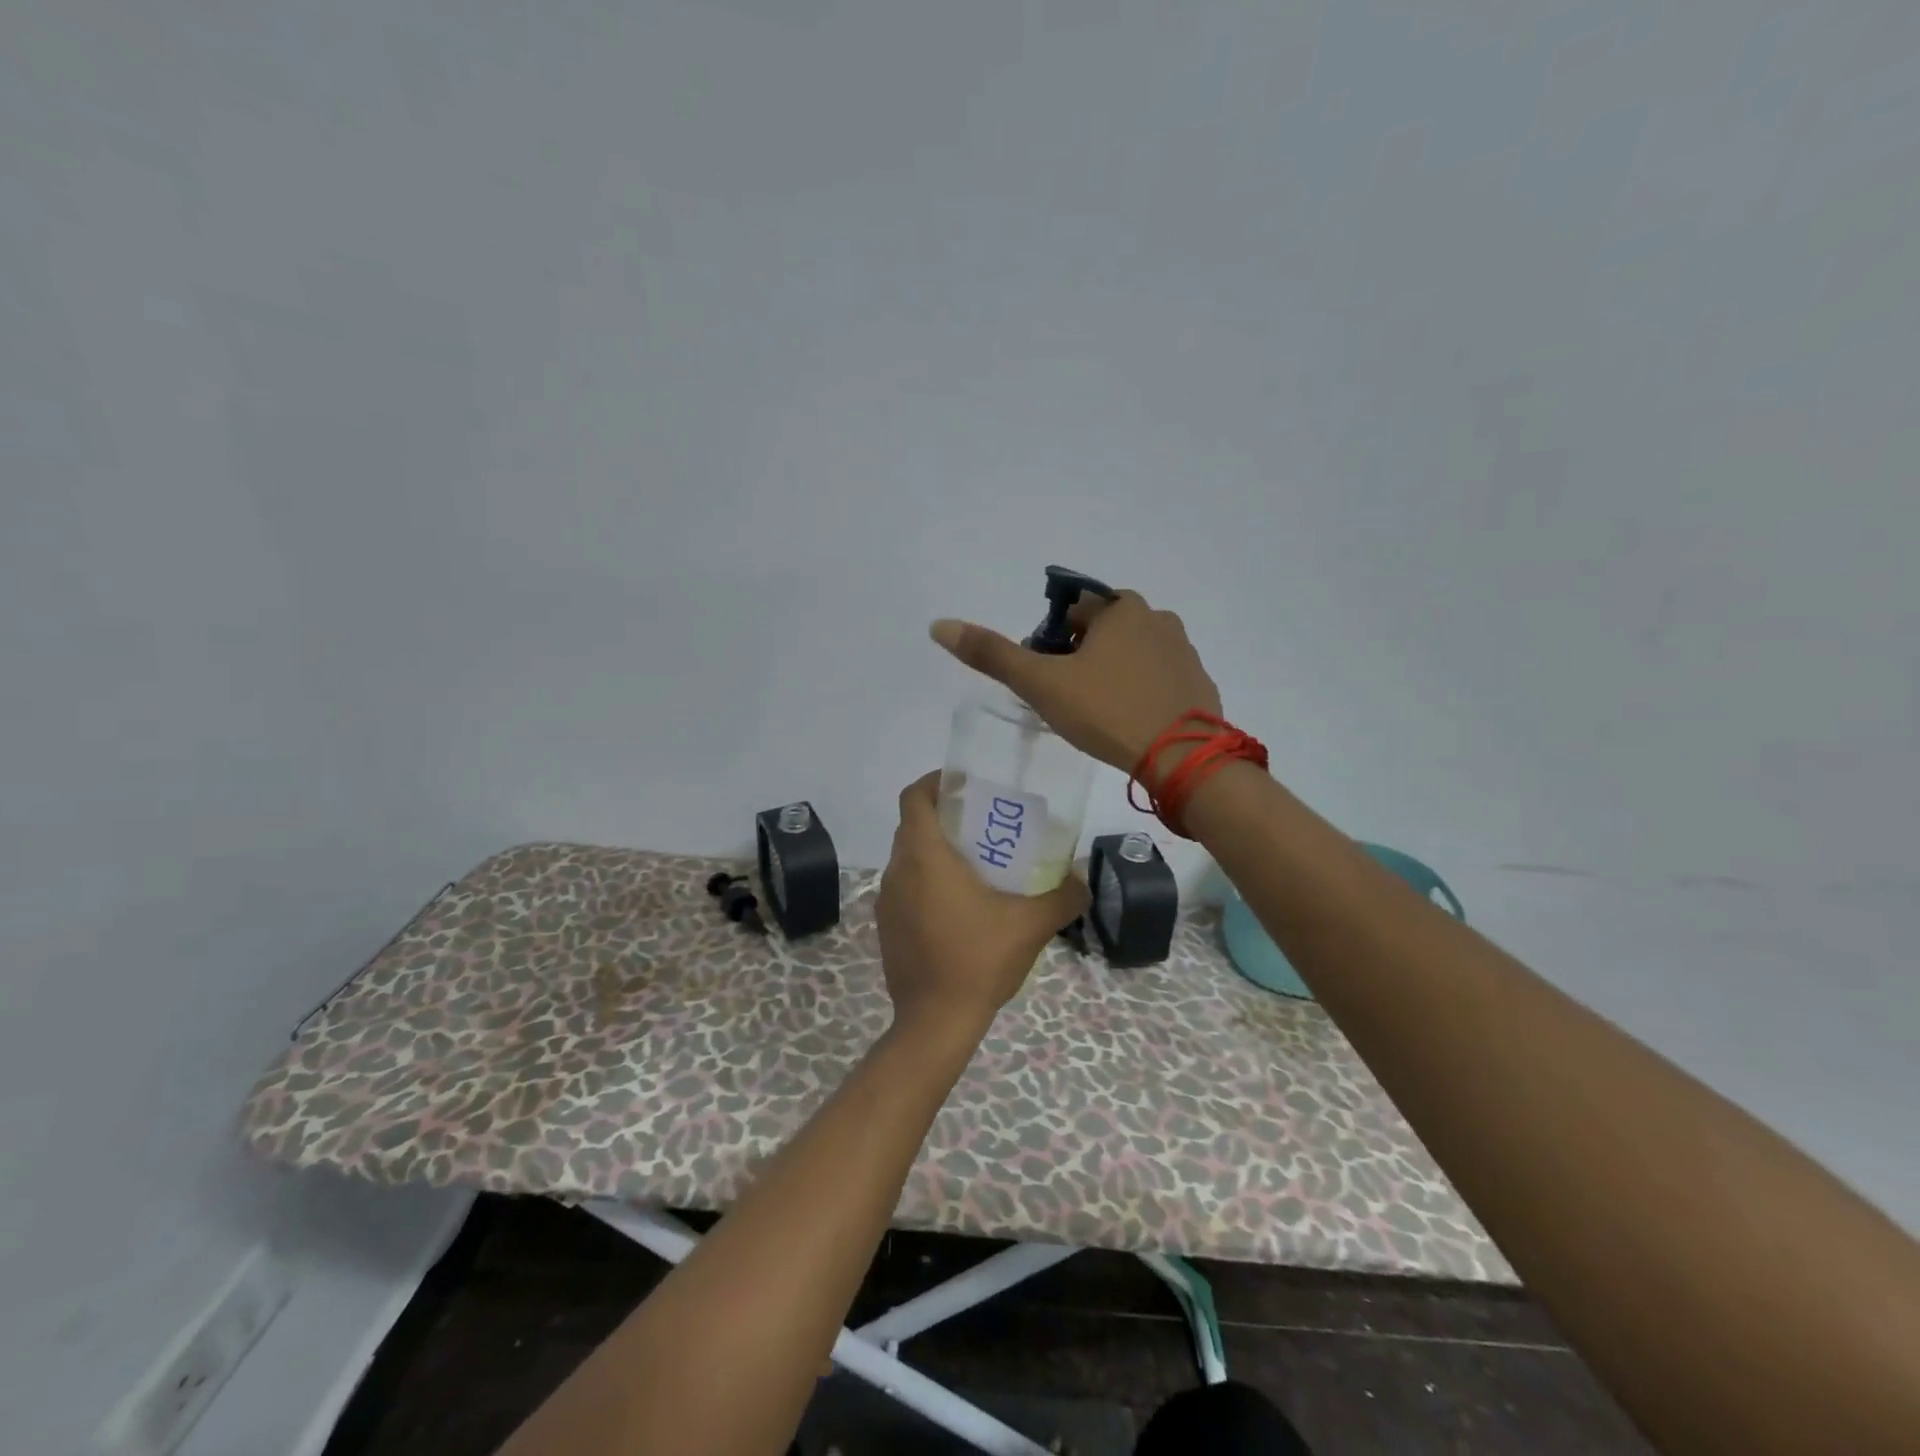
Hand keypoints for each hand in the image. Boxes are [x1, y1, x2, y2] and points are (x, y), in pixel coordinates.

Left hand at [875, 773, 1088, 1035]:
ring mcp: (887, 900)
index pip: (914, 797)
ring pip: (907, 857)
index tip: (963, 784)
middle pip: (912, 824)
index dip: (934, 781)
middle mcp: (898, 871)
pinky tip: (958, 905)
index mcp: (924, 857)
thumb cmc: (978, 961)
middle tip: (981, 823)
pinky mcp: (886, 925)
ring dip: (934, 850)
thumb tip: (1082, 880)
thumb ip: (1062, 896)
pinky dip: (925, 880)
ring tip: (974, 863)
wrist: (935, 1022)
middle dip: (943, 816)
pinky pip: (904, 886)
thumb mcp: (1031, 925)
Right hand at [930, 589, 1220, 780]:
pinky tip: (1130, 723)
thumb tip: (939, 625)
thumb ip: (992, 654)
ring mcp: (1184, 651)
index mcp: (1121, 608)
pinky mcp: (1199, 683)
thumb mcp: (1041, 683)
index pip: (1072, 612)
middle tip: (1068, 701)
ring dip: (1111, 674)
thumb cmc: (1107, 712)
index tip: (1046, 678)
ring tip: (1098, 716)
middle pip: (1102, 632)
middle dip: (1080, 659)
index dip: (1050, 643)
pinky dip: (1140, 692)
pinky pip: (1158, 679)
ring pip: (1131, 655)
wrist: (1182, 759)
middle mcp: (1158, 618)